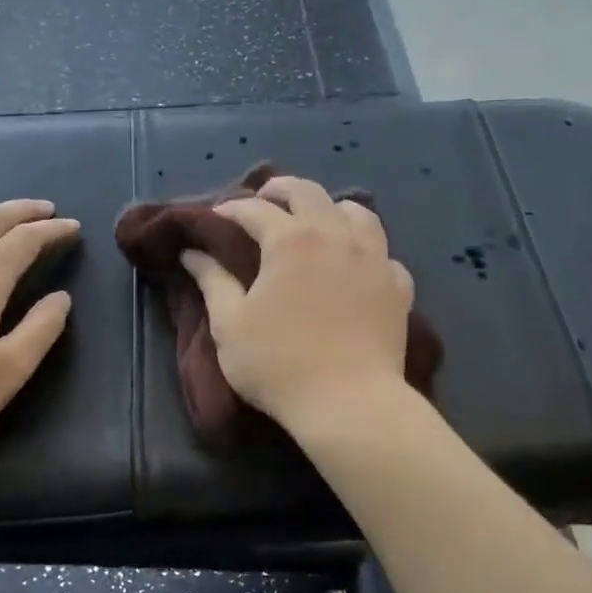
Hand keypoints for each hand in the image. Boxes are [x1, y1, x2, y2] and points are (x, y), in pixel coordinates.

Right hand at [181, 175, 413, 432]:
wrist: (349, 402)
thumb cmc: (279, 363)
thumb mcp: (230, 324)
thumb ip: (211, 281)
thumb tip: (192, 252)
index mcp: (291, 240)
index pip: (255, 209)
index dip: (230, 209)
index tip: (215, 218)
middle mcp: (336, 235)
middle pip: (309, 192)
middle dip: (280, 189)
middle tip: (264, 199)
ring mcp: (375, 258)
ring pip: (357, 212)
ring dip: (331, 208)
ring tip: (317, 221)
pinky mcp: (399, 286)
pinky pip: (384, 253)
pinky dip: (366, 250)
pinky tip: (357, 265)